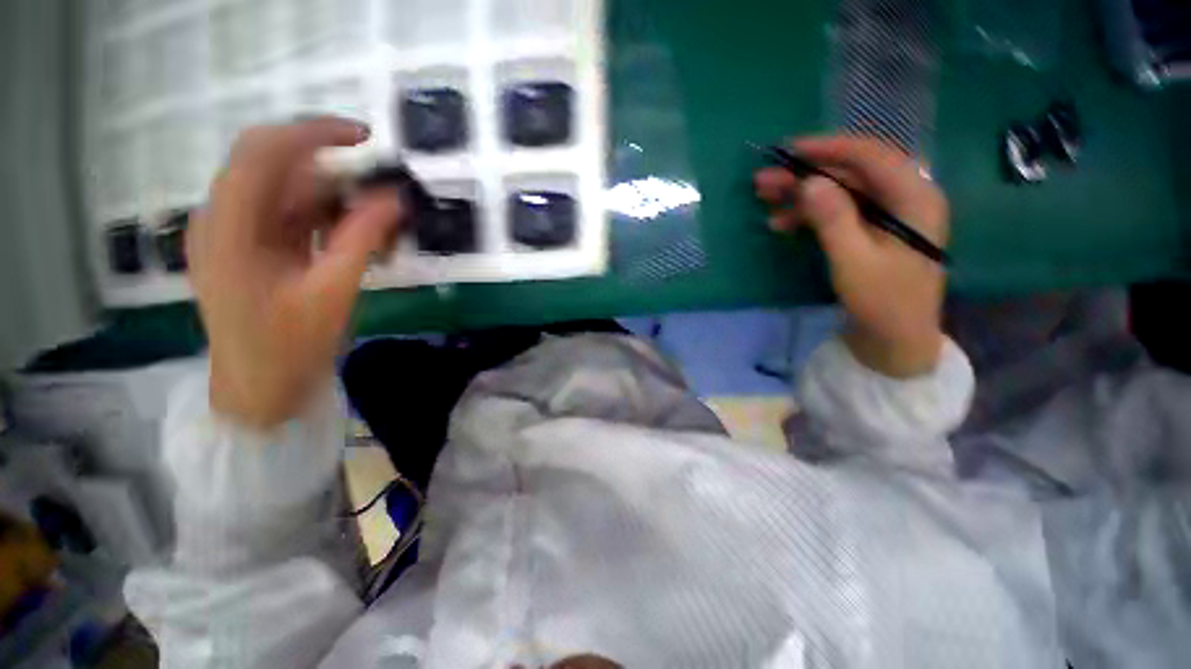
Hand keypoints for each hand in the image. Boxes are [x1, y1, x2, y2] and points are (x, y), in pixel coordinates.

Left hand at [188, 118, 404, 427]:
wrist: (258, 390)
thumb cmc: (290, 348)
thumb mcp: (332, 293)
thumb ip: (361, 239)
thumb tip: (394, 199)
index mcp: (228, 228)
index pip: (263, 151)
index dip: (314, 133)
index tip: (364, 137)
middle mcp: (222, 219)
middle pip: (273, 165)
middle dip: (328, 168)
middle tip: (376, 186)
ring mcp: (233, 233)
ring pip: (285, 191)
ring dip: (331, 199)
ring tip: (373, 227)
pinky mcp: (249, 247)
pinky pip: (288, 215)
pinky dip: (323, 218)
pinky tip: (351, 238)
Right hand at [755, 136, 948, 376]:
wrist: (895, 340)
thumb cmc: (882, 302)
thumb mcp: (854, 261)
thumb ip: (833, 219)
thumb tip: (809, 182)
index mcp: (915, 198)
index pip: (871, 157)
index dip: (829, 149)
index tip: (790, 151)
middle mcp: (904, 199)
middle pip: (851, 174)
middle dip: (806, 174)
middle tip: (765, 179)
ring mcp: (886, 217)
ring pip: (840, 192)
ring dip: (802, 194)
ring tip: (765, 197)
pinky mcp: (870, 233)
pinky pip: (838, 213)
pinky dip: (809, 216)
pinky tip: (783, 223)